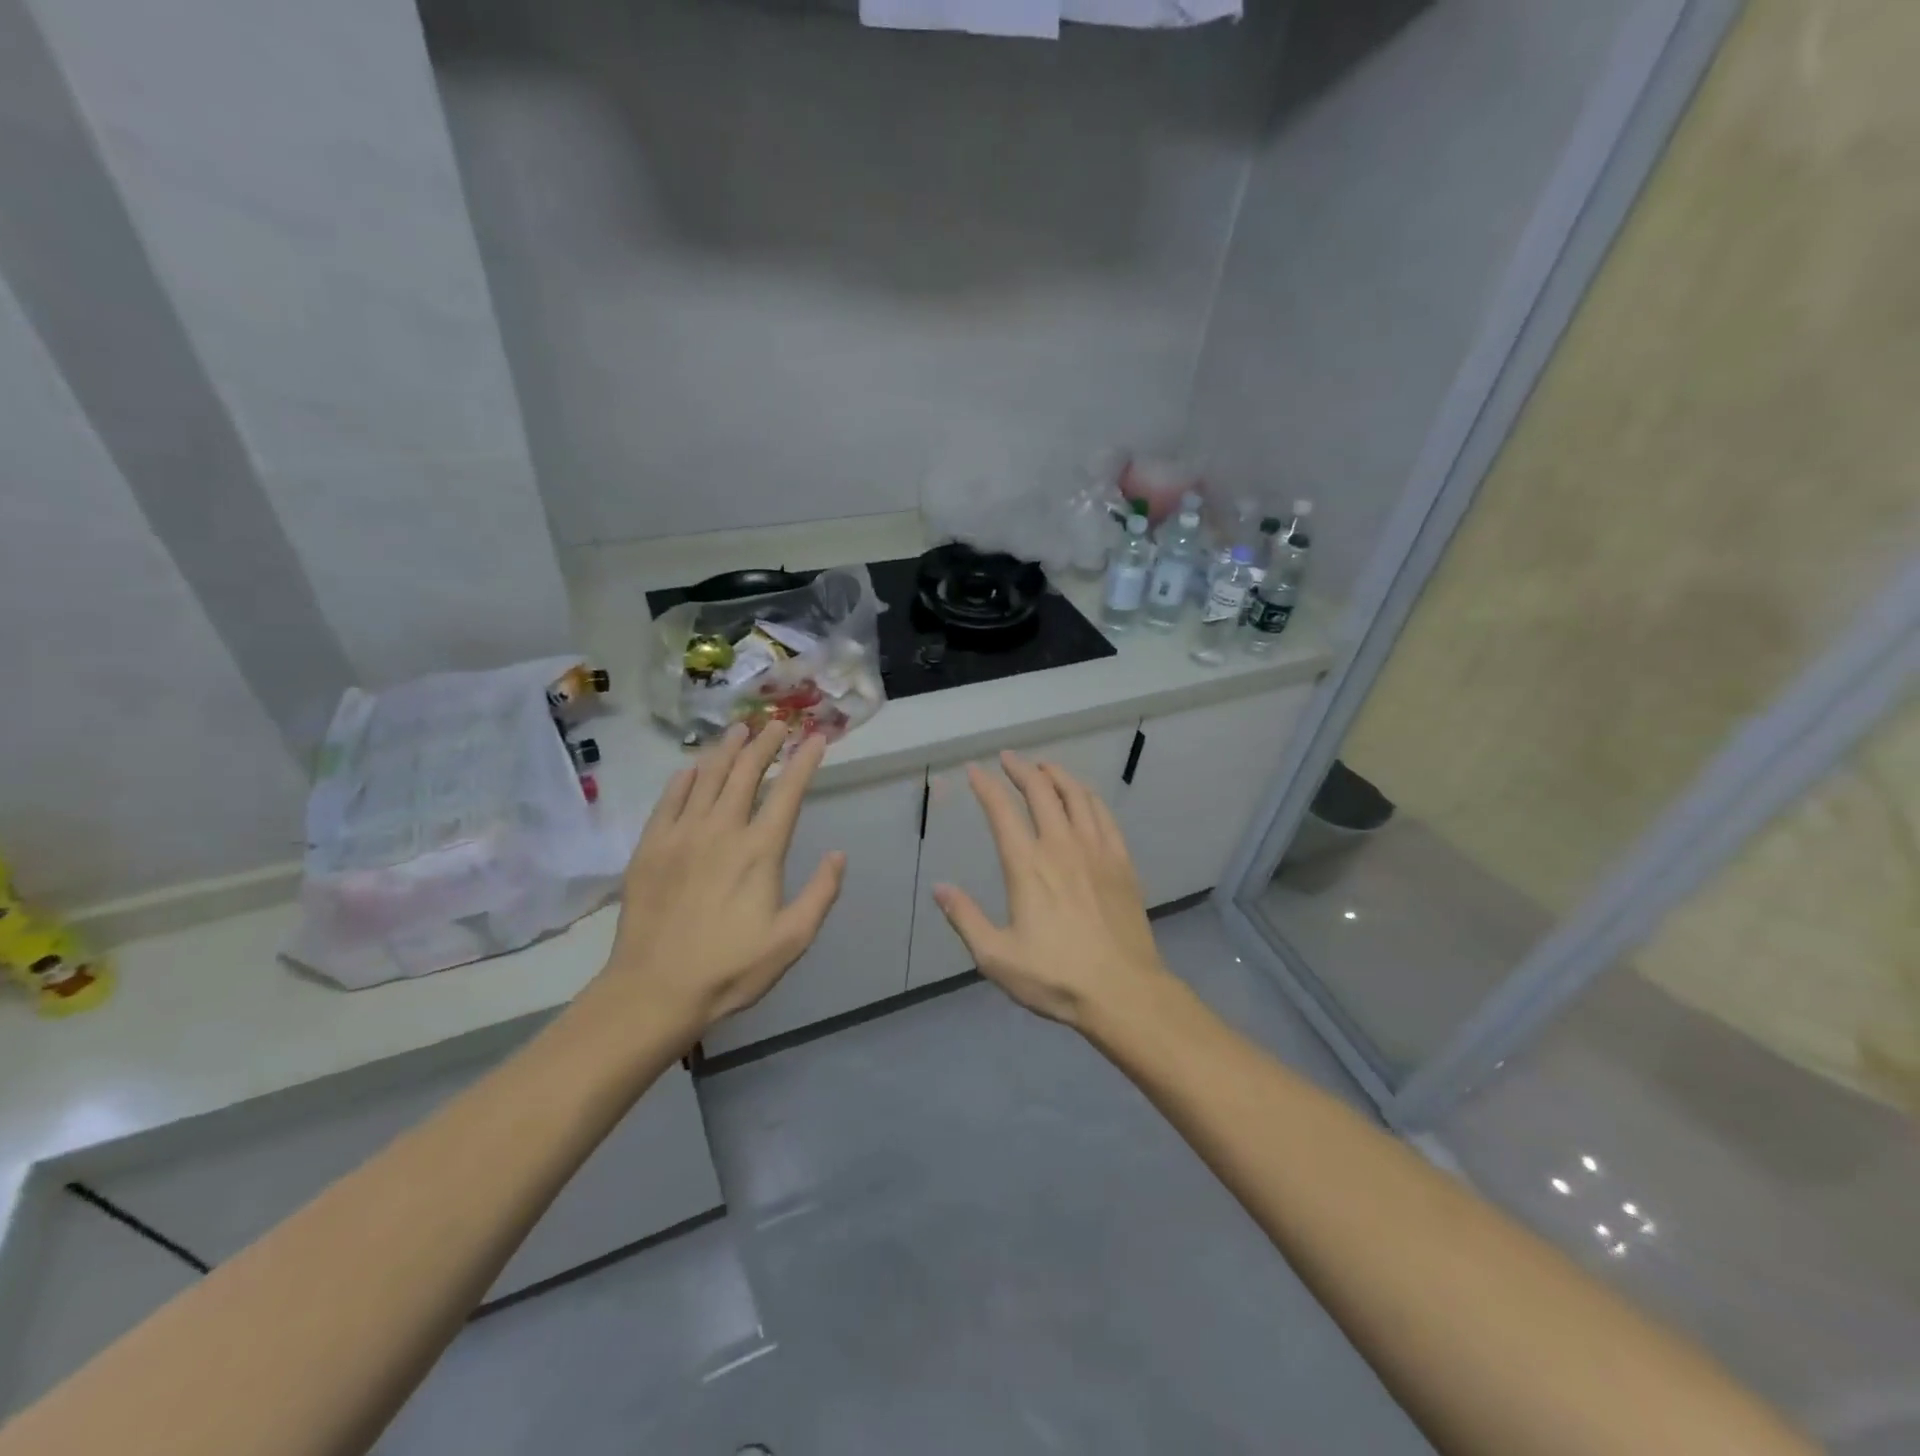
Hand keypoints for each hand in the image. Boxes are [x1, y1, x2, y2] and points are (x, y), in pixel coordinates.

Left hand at [594, 721, 845, 1038]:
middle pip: (746, 773)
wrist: (654, 990)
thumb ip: (820, 894)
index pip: (787, 792)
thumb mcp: (792, 940)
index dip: (804, 762)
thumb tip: (838, 855)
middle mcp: (721, 830)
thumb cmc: (730, 968)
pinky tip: (691, 767)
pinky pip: (668, 799)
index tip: (816, 739)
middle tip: (777, 724)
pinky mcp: (650, 847)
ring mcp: (681, 835)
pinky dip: (684, 778)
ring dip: (726, 750)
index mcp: (760, 851)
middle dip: (766, 744)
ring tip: (739, 730)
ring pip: (706, 777)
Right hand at [932, 752, 1169, 1029]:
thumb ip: (965, 919)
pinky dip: (1089, 796)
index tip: (974, 770)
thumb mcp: (996, 957)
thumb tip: (939, 887)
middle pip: (1041, 792)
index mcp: (1027, 866)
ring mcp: (1096, 851)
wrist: (1124, 991)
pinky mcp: (1122, 862)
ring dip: (1057, 775)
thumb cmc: (1056, 977)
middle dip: (1022, 769)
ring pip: (1077, 796)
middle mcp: (1062, 846)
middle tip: (1009, 758)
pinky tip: (1083, 796)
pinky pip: (1105, 815)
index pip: (1002, 812)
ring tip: (1043, 768)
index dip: (986, 787)